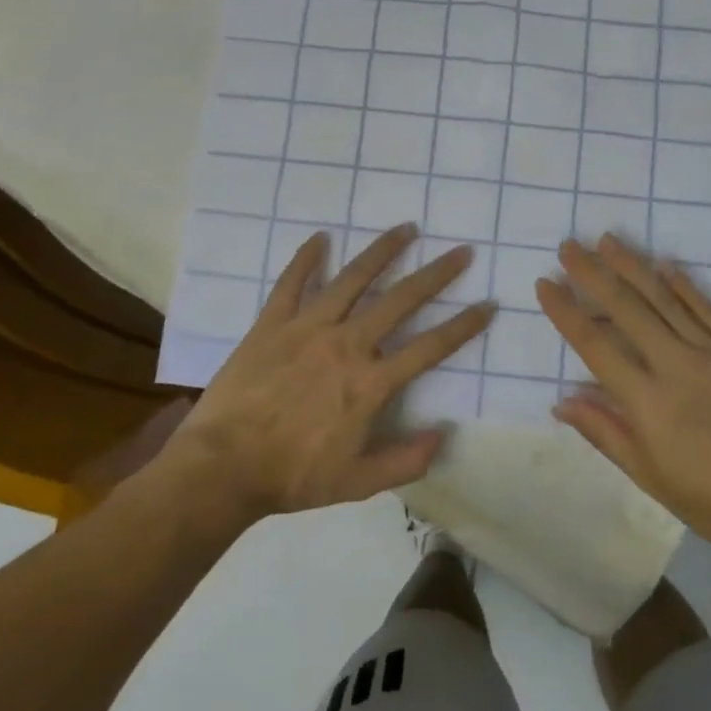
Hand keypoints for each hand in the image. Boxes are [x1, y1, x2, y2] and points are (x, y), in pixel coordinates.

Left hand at [138, 224, 492, 525]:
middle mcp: (347, 344)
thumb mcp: (357, 483)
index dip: (464, 326)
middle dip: (436, 274)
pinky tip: (320, 238)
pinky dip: (306, 258)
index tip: (487, 304)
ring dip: (382, 252)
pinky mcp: (272, 323)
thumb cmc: (292, 475)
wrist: (222, 467)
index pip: (430, 346)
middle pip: (401, 300)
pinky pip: (292, 282)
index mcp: (371, 382)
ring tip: (406, 228)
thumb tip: (444, 434)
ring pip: (353, 279)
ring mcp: (308, 327)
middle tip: (460, 252)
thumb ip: (406, 461)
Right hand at [537, 236, 710, 561]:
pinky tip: (667, 265)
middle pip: (626, 309)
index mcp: (649, 402)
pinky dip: (685, 285)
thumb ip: (607, 434)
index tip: (545, 284)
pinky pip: (708, 311)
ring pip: (665, 300)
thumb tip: (563, 401)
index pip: (596, 346)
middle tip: (569, 246)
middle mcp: (677, 366)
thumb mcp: (653, 479)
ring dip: (633, 267)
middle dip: (593, 274)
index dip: (566, 312)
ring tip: (608, 240)